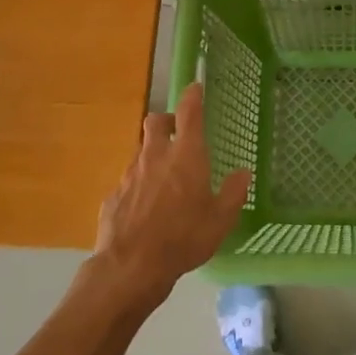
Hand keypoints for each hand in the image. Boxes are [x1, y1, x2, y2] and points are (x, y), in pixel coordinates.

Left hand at [92, 82, 251, 309]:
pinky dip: (139, 187)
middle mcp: (155, 156)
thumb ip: (234, 193)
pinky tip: (145, 210)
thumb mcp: (221, 220)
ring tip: (164, 180)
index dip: (193, 96)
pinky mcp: (113, 196)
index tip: (196, 87)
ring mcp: (130, 175)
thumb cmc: (183, 238)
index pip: (189, 112)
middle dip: (166, 121)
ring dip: (152, 156)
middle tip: (177, 133)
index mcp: (186, 155)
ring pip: (140, 152)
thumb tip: (242, 173)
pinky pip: (128, 182)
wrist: (131, 267)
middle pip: (155, 122)